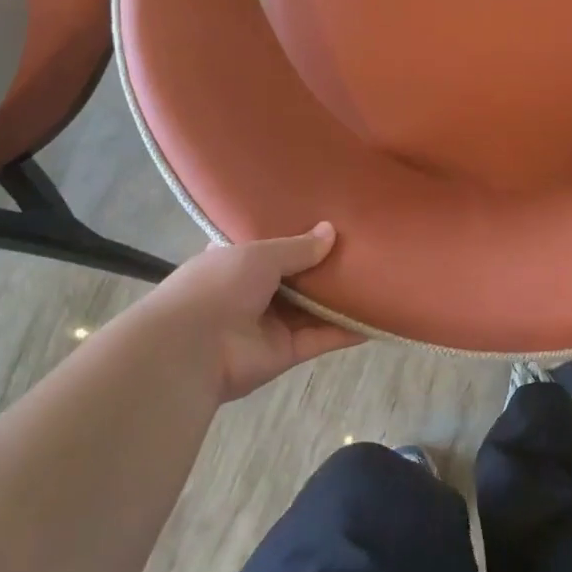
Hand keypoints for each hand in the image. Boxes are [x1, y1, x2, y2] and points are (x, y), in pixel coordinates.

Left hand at [147, 223, 364, 400]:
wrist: (192, 349)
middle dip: (326, 265)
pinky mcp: (287, 352)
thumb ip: (297, 246)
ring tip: (380, 277)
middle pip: (299, 277)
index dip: (297, 234)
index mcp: (237, 261)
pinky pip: (323, 337)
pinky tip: (377, 317)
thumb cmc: (218, 286)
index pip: (271, 245)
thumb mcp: (258, 254)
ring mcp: (272, 324)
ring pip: (315, 308)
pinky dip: (348, 329)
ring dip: (342, 297)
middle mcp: (255, 291)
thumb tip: (331, 231)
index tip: (330, 219)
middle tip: (365, 245)